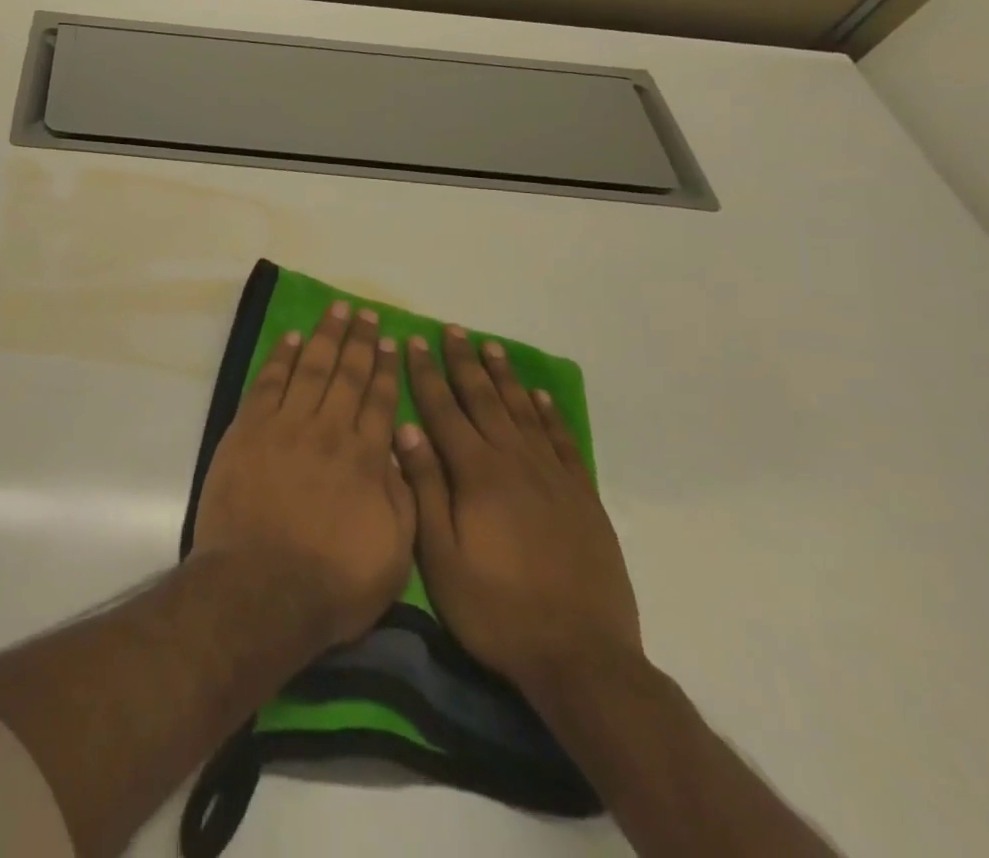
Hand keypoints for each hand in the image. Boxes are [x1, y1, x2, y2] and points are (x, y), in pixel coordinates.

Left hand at [191, 301, 416, 649]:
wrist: (261, 586)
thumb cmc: (332, 582)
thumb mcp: (394, 556)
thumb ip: (401, 499)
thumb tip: (398, 452)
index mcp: (366, 460)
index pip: (379, 402)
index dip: (385, 369)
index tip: (389, 341)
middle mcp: (328, 431)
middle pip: (346, 375)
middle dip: (357, 340)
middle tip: (364, 312)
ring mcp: (285, 426)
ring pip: (310, 369)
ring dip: (324, 337)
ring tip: (335, 310)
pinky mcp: (249, 429)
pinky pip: (268, 382)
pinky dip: (281, 357)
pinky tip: (290, 338)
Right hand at [395, 326, 640, 696]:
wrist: (581, 659)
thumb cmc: (495, 609)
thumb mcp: (440, 556)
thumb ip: (424, 488)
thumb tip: (405, 430)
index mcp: (476, 474)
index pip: (444, 410)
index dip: (427, 374)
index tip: (416, 341)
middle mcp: (515, 463)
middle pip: (485, 400)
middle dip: (465, 363)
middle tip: (454, 330)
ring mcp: (554, 479)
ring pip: (524, 413)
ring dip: (505, 378)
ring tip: (492, 347)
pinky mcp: (583, 499)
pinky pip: (563, 443)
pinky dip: (550, 415)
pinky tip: (539, 396)